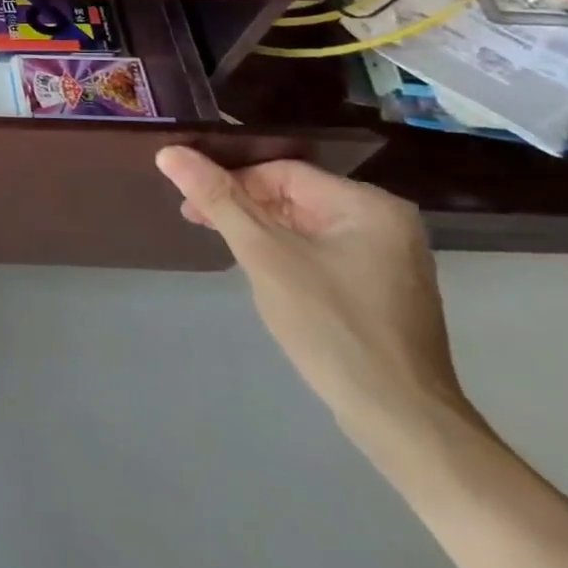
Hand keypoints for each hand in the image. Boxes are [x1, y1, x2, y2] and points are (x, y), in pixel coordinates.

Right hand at [154, 148, 471, 452]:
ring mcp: (387, 254)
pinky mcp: (380, 284)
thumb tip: (170, 152)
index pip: (282, 172)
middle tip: (196, 221)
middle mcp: (385, 220)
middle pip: (294, 194)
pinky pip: (320, 248)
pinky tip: (259, 267)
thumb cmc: (330, 325)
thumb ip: (218, 199)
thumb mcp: (264, 255)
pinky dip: (283, 250)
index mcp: (368, 205)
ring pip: (304, 222)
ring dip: (258, 228)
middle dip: (241, 205)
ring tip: (221, 244)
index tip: (190, 204)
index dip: (231, 181)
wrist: (397, 415)